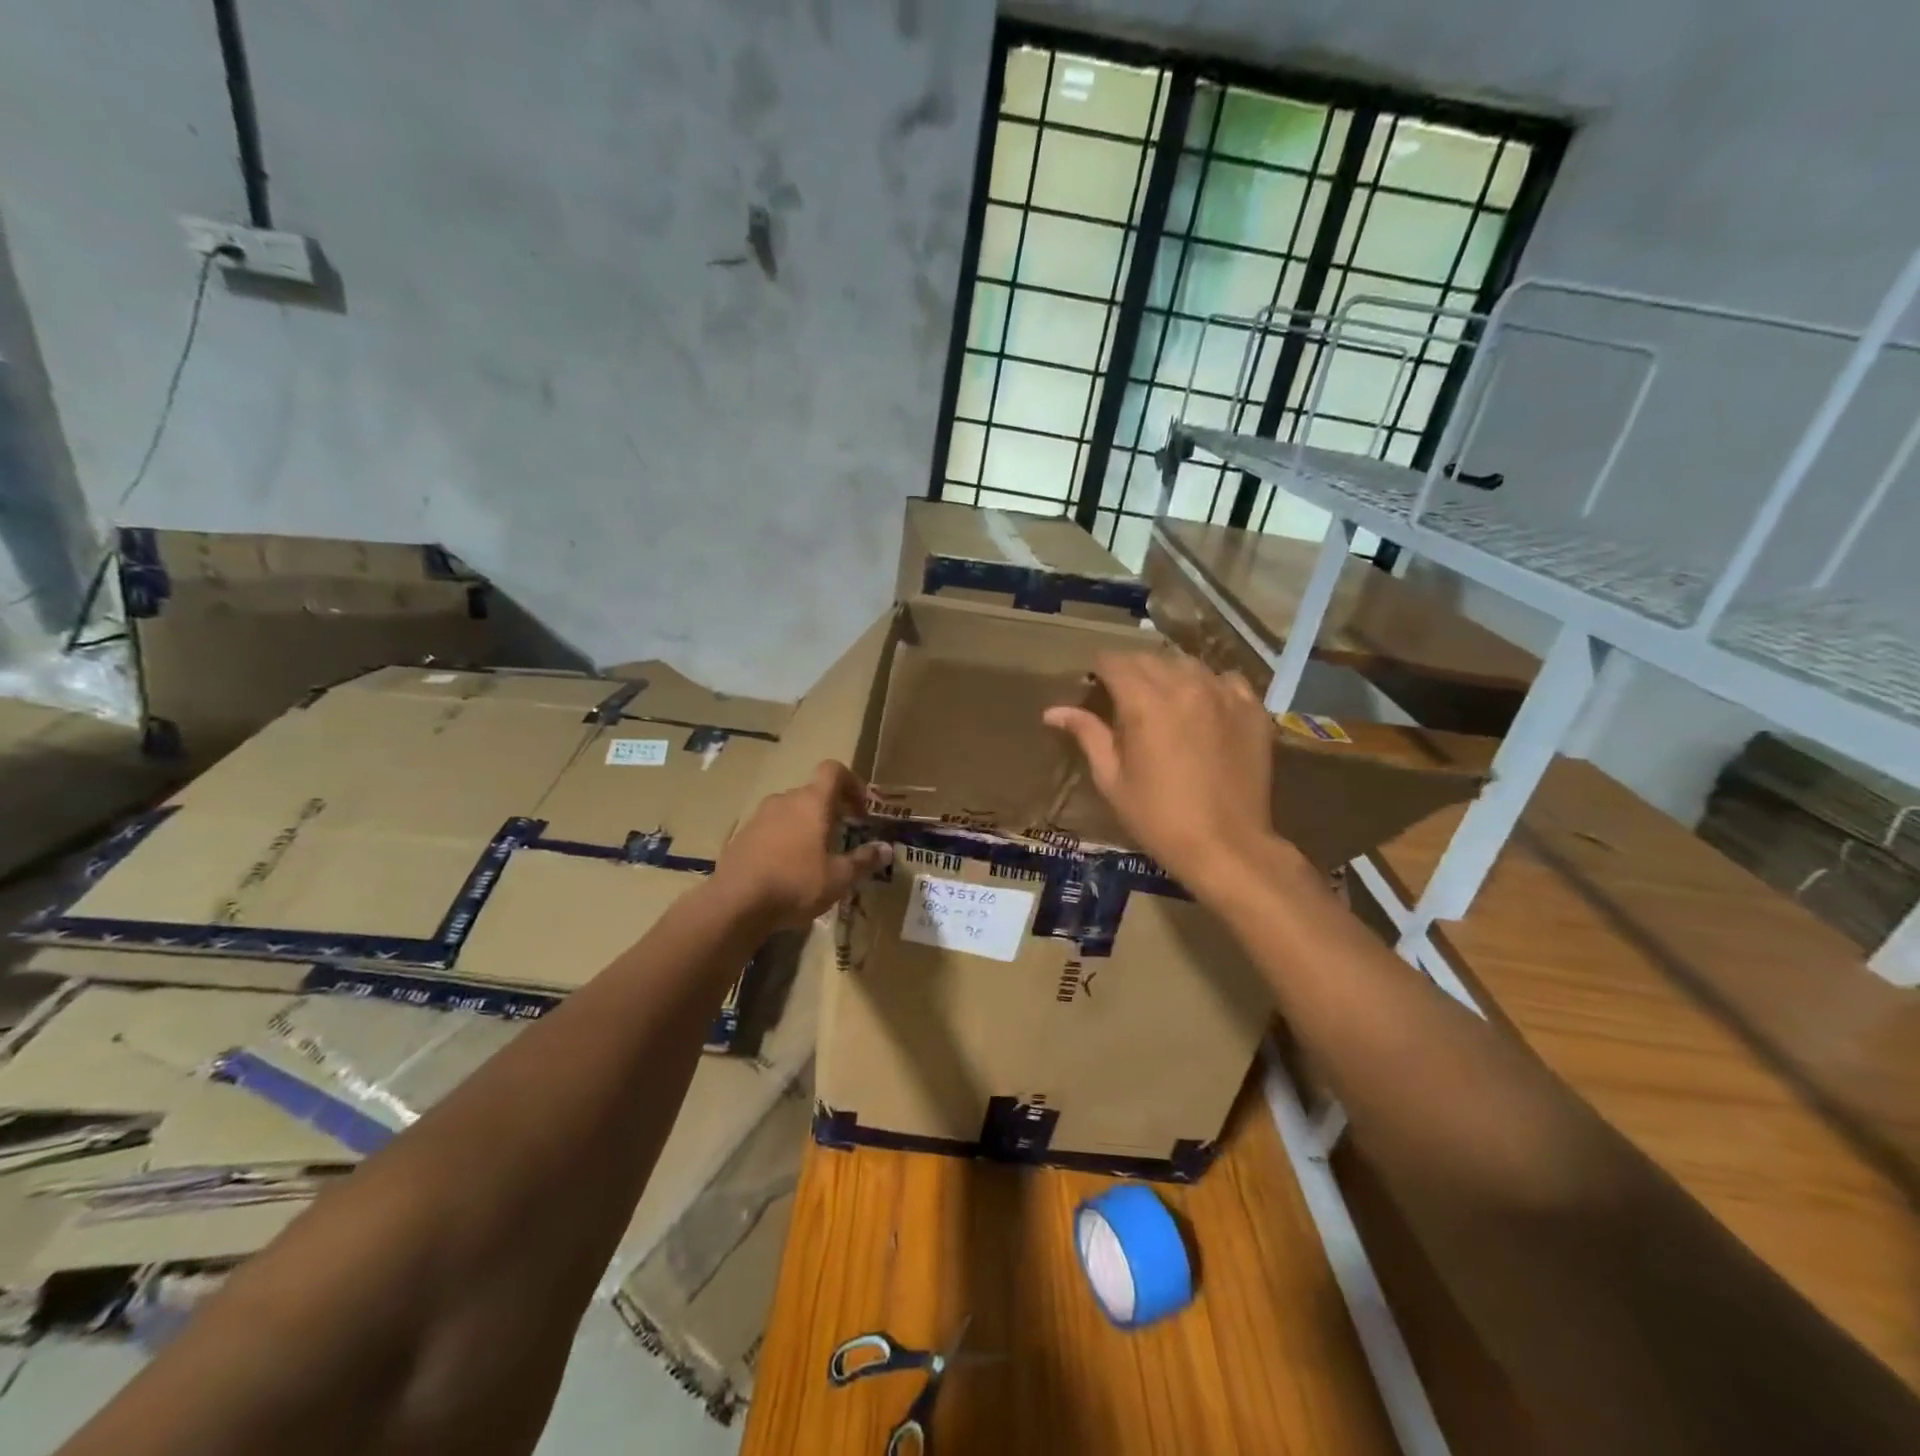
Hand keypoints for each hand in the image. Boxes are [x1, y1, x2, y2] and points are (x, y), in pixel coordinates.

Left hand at [713, 761, 891, 929]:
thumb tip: (886, 849)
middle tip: (842, 837)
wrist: (735, 903)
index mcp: (812, 802)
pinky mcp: (741, 836)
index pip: (833, 770)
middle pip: (813, 793)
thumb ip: (863, 860)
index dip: (852, 783)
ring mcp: (759, 816)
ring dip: (805, 825)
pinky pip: (770, 829)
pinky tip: (786, 869)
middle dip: (831, 810)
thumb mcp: (838, 878)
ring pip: (790, 811)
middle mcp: (784, 800)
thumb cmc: (796, 883)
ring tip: (814, 856)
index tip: (861, 809)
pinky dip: (783, 839)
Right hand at [1044, 652, 1279, 889]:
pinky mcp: (1252, 709)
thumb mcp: (1112, 779)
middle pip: (1150, 658)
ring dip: (1169, 675)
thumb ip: (1087, 734)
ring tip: (1163, 700)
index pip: (1114, 661)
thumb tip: (1053, 711)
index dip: (1099, 669)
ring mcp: (1224, 694)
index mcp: (1145, 703)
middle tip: (1123, 697)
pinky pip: (1226, 680)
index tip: (1094, 684)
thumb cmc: (1157, 817)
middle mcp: (1186, 686)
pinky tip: (1204, 708)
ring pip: (1188, 664)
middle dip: (1131, 670)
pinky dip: (1209, 686)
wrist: (1225, 845)